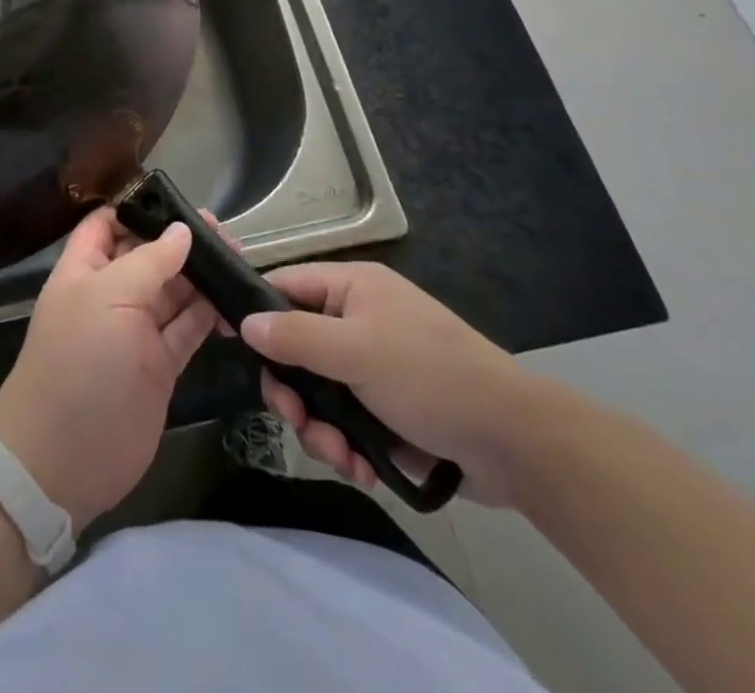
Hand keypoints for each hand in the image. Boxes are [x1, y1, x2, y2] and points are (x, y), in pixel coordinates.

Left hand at [0, 209, 216, 532]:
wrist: (64, 458)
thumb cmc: (79, 363)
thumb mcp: (109, 298)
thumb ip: (150, 262)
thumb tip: (182, 231)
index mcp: (86, 270)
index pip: (108, 224)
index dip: (138, 208)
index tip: (180, 200)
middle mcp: (111, 294)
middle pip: (148, 255)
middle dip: (181, 241)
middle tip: (226, 233)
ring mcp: (136, 331)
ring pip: (173, 291)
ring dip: (202, 276)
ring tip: (240, 259)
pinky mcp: (160, 365)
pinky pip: (188, 329)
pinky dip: (209, 314)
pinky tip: (235, 302)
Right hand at [239, 262, 547, 507]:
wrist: (516, 443)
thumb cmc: (430, 377)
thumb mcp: (356, 351)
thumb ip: (296, 337)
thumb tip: (244, 324)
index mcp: (351, 287)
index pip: (284, 286)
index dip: (257, 314)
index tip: (238, 351)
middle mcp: (356, 319)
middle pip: (295, 347)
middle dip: (293, 392)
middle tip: (297, 421)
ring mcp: (372, 365)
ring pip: (317, 391)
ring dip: (320, 428)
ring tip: (341, 458)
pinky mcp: (386, 408)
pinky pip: (344, 420)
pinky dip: (346, 445)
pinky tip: (362, 469)